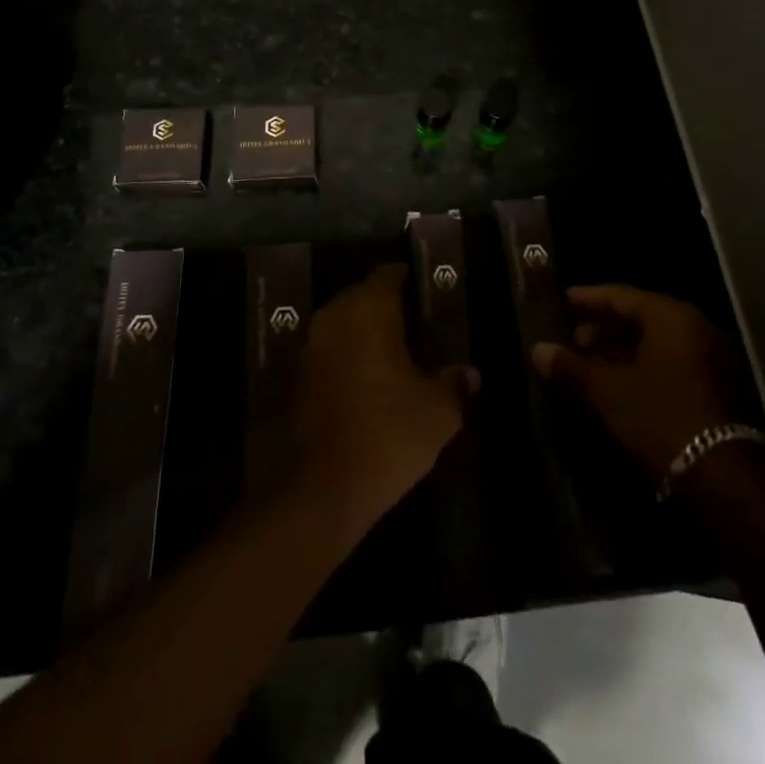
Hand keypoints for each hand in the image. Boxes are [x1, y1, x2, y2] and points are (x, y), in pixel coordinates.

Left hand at [293, 264, 477, 530]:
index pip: (388, 275)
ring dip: (362, 335)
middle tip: (414, 327)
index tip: (424, 293)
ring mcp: (309, 346)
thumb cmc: (389, 433)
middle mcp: (334, 316)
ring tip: (391, 357)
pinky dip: (344, 360)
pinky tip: (365, 384)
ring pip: (341, 325)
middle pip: (361, 296)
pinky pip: (327, 354)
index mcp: (369, 308)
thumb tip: (469, 374)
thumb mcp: (438, 412)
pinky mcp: (295, 377)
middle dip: (384, 307)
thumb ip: (454, 384)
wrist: (321, 489)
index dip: (407, 280)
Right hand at [531, 285, 756, 480]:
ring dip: (620, 351)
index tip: (560, 301)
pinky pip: (670, 363)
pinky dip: (641, 367)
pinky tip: (615, 385)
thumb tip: (537, 350)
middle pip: (639, 318)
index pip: (620, 295)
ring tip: (587, 365)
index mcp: (671, 316)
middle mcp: (695, 328)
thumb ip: (570, 367)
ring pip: (654, 343)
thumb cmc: (661, 419)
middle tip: (570, 340)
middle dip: (602, 328)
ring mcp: (710, 358)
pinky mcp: (715, 387)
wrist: (723, 480)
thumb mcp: (608, 392)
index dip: (587, 299)